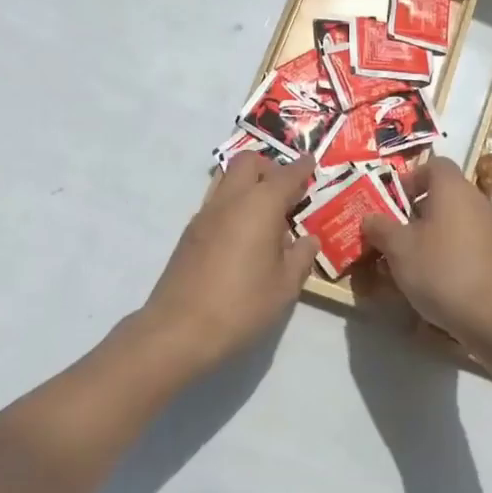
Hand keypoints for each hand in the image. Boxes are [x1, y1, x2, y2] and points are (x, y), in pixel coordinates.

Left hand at [132, 153, 320, 380]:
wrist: (179, 330)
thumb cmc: (242, 305)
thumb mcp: (285, 286)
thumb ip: (300, 256)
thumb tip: (308, 239)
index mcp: (260, 205)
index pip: (286, 175)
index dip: (302, 167)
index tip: (311, 163)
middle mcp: (231, 200)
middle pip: (248, 162)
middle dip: (270, 167)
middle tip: (287, 191)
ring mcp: (205, 214)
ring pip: (227, 178)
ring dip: (248, 183)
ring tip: (265, 213)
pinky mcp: (189, 233)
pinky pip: (216, 202)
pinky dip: (233, 204)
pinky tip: (243, 235)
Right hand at [360, 157, 491, 360]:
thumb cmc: (441, 270)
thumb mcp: (398, 248)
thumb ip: (380, 228)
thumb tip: (369, 218)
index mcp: (453, 188)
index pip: (433, 165)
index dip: (410, 178)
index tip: (391, 202)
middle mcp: (475, 199)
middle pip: (442, 193)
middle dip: (414, 210)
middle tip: (393, 233)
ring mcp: (490, 227)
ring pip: (452, 219)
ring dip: (429, 233)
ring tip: (407, 259)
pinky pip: (465, 240)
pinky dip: (447, 250)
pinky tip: (432, 277)